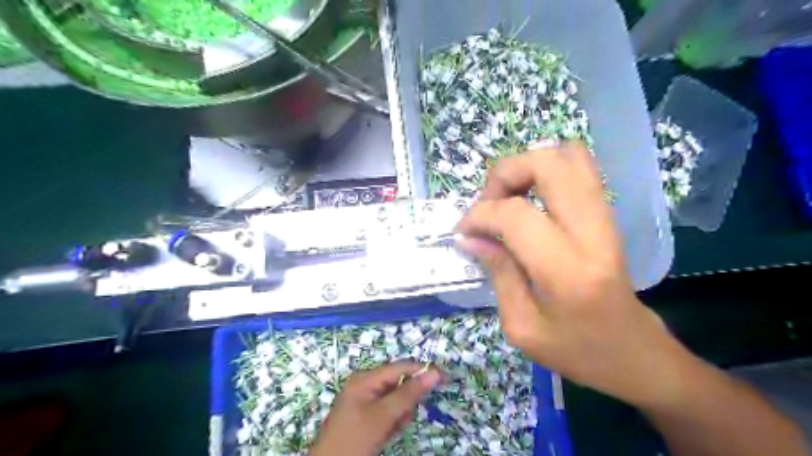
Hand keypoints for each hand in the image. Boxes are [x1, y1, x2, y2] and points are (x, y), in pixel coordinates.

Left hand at [309, 362, 440, 454]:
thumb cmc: (354, 439)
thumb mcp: (383, 416)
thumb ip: (409, 393)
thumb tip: (434, 373)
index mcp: (366, 378)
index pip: (401, 367)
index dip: (422, 371)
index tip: (443, 379)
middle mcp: (366, 384)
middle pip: (399, 384)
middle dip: (405, 403)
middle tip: (401, 420)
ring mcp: (365, 400)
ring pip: (395, 400)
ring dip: (399, 416)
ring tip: (389, 431)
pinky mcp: (366, 414)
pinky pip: (388, 412)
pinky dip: (391, 423)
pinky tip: (384, 435)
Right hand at [457, 141, 683, 406]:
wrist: (636, 353)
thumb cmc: (577, 351)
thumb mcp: (521, 326)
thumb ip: (497, 273)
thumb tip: (470, 237)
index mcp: (566, 271)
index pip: (515, 215)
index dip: (480, 215)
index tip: (464, 231)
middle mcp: (591, 233)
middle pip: (547, 165)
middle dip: (505, 174)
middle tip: (489, 204)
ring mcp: (606, 218)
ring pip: (568, 156)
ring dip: (527, 167)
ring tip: (509, 197)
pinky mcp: (609, 214)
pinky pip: (581, 168)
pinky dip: (548, 169)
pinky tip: (532, 197)